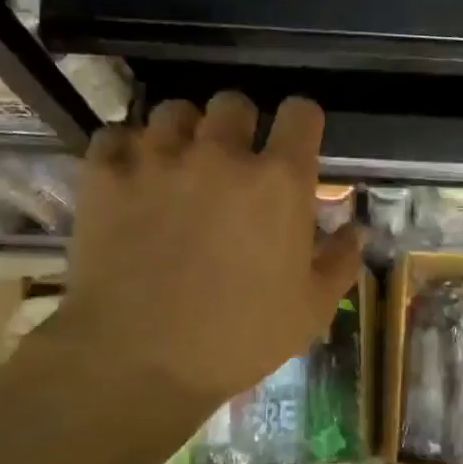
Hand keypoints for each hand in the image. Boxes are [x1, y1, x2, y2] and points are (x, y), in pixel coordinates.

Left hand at [35, 92, 361, 431]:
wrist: (139, 360)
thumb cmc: (240, 338)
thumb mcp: (311, 309)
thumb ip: (340, 261)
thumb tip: (356, 230)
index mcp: (279, 182)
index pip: (301, 113)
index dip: (302, 124)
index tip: (296, 145)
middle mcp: (220, 154)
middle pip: (234, 104)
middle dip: (241, 127)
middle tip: (235, 165)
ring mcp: (157, 159)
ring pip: (175, 112)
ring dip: (186, 134)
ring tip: (181, 168)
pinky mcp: (105, 175)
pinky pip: (117, 136)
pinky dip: (128, 151)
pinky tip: (134, 180)